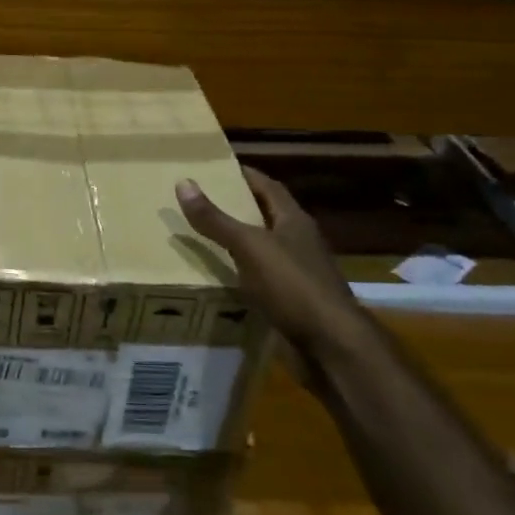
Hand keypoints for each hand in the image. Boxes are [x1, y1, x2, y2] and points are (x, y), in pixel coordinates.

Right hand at [175, 166, 368, 376]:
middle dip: (236, 208)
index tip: (216, 169)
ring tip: (200, 238)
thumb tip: (183, 182)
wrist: (330, 346)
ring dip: (237, 244)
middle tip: (200, 202)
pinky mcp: (292, 302)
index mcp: (294, 221)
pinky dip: (240, 275)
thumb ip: (216, 219)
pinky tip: (218, 279)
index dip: (244, 175)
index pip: (268, 187)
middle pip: (266, 217)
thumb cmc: (293, 286)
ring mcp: (297, 274)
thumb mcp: (249, 247)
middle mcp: (299, 243)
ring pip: (262, 250)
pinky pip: (260, 280)